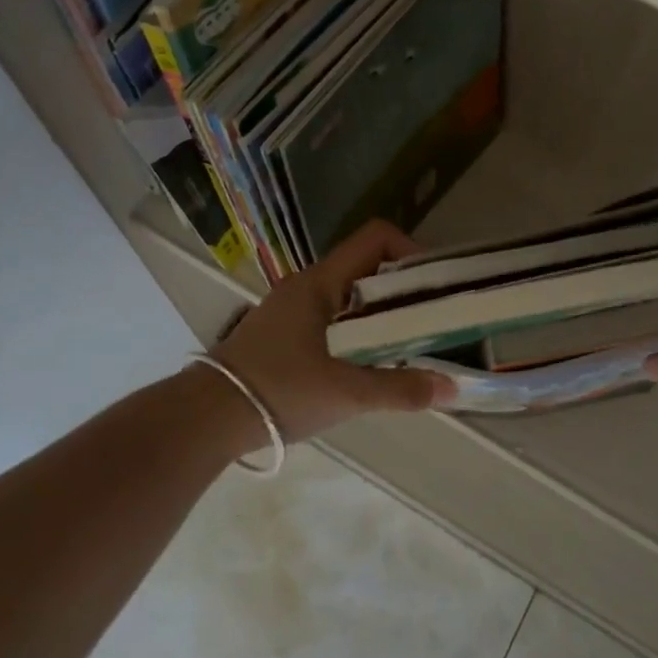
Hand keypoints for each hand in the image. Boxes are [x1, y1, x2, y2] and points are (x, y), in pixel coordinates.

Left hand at [212, 221, 454, 443]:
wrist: (204, 419)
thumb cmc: (277, 391)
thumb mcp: (345, 393)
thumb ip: (400, 389)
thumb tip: (453, 389)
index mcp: (320, 282)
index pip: (376, 238)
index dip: (411, 251)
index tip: (433, 286)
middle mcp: (307, 285)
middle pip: (367, 267)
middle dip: (403, 289)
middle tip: (433, 319)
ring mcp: (293, 309)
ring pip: (351, 295)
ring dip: (382, 313)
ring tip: (410, 342)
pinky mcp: (285, 334)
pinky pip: (334, 317)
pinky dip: (360, 330)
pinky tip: (371, 363)